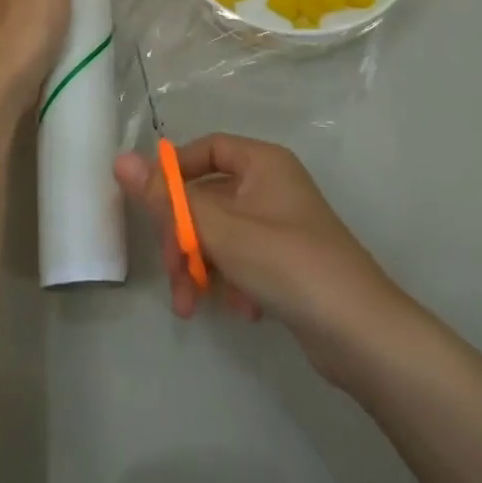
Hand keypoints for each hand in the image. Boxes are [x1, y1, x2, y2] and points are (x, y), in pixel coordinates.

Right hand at [114, 133, 407, 376]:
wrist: (362, 334)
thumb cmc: (289, 263)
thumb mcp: (221, 230)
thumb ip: (168, 198)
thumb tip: (119, 159)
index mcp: (263, 162)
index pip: (207, 148)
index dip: (175, 172)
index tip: (151, 204)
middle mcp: (271, 186)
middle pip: (208, 197)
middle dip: (184, 237)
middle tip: (173, 272)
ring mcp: (280, 225)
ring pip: (221, 233)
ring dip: (201, 265)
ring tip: (193, 304)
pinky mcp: (286, 262)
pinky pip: (241, 258)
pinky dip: (230, 280)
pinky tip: (240, 308)